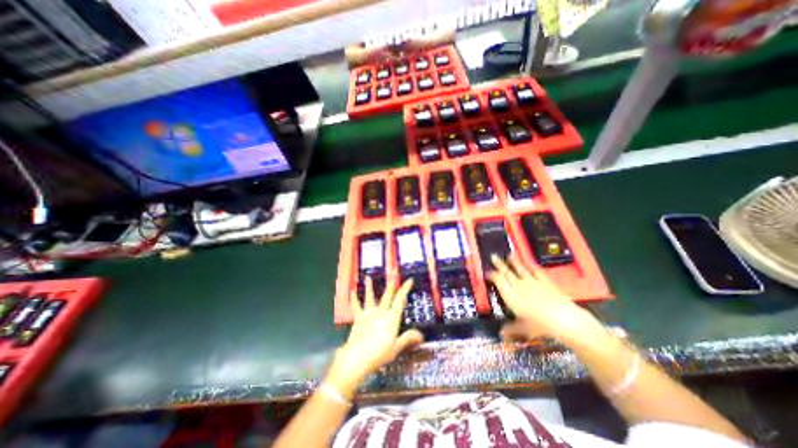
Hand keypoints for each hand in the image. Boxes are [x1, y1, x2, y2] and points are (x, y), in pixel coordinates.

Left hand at [325, 275, 423, 393]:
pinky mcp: (358, 318)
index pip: (400, 300)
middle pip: (387, 296)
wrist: (357, 357)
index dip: (405, 289)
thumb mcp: (396, 347)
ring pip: (370, 297)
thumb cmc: (379, 354)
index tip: (409, 280)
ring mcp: (368, 314)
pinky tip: (352, 291)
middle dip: (391, 285)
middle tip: (393, 274)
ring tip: (368, 277)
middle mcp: (380, 312)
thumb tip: (421, 335)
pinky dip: (354, 299)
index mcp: (391, 318)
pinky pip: (356, 306)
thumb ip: (408, 338)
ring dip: (369, 287)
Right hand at [490, 255, 601, 343]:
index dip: (492, 275)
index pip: (498, 281)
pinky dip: (532, 266)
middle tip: (493, 256)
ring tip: (509, 254)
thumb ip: (511, 329)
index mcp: (511, 296)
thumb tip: (500, 334)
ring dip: (513, 261)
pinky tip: (530, 263)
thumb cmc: (540, 326)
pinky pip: (536, 271)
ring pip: (520, 268)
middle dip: (499, 264)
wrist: (564, 320)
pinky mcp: (545, 281)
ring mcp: (532, 282)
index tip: (488, 273)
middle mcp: (518, 286)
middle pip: (506, 272)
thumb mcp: (524, 329)